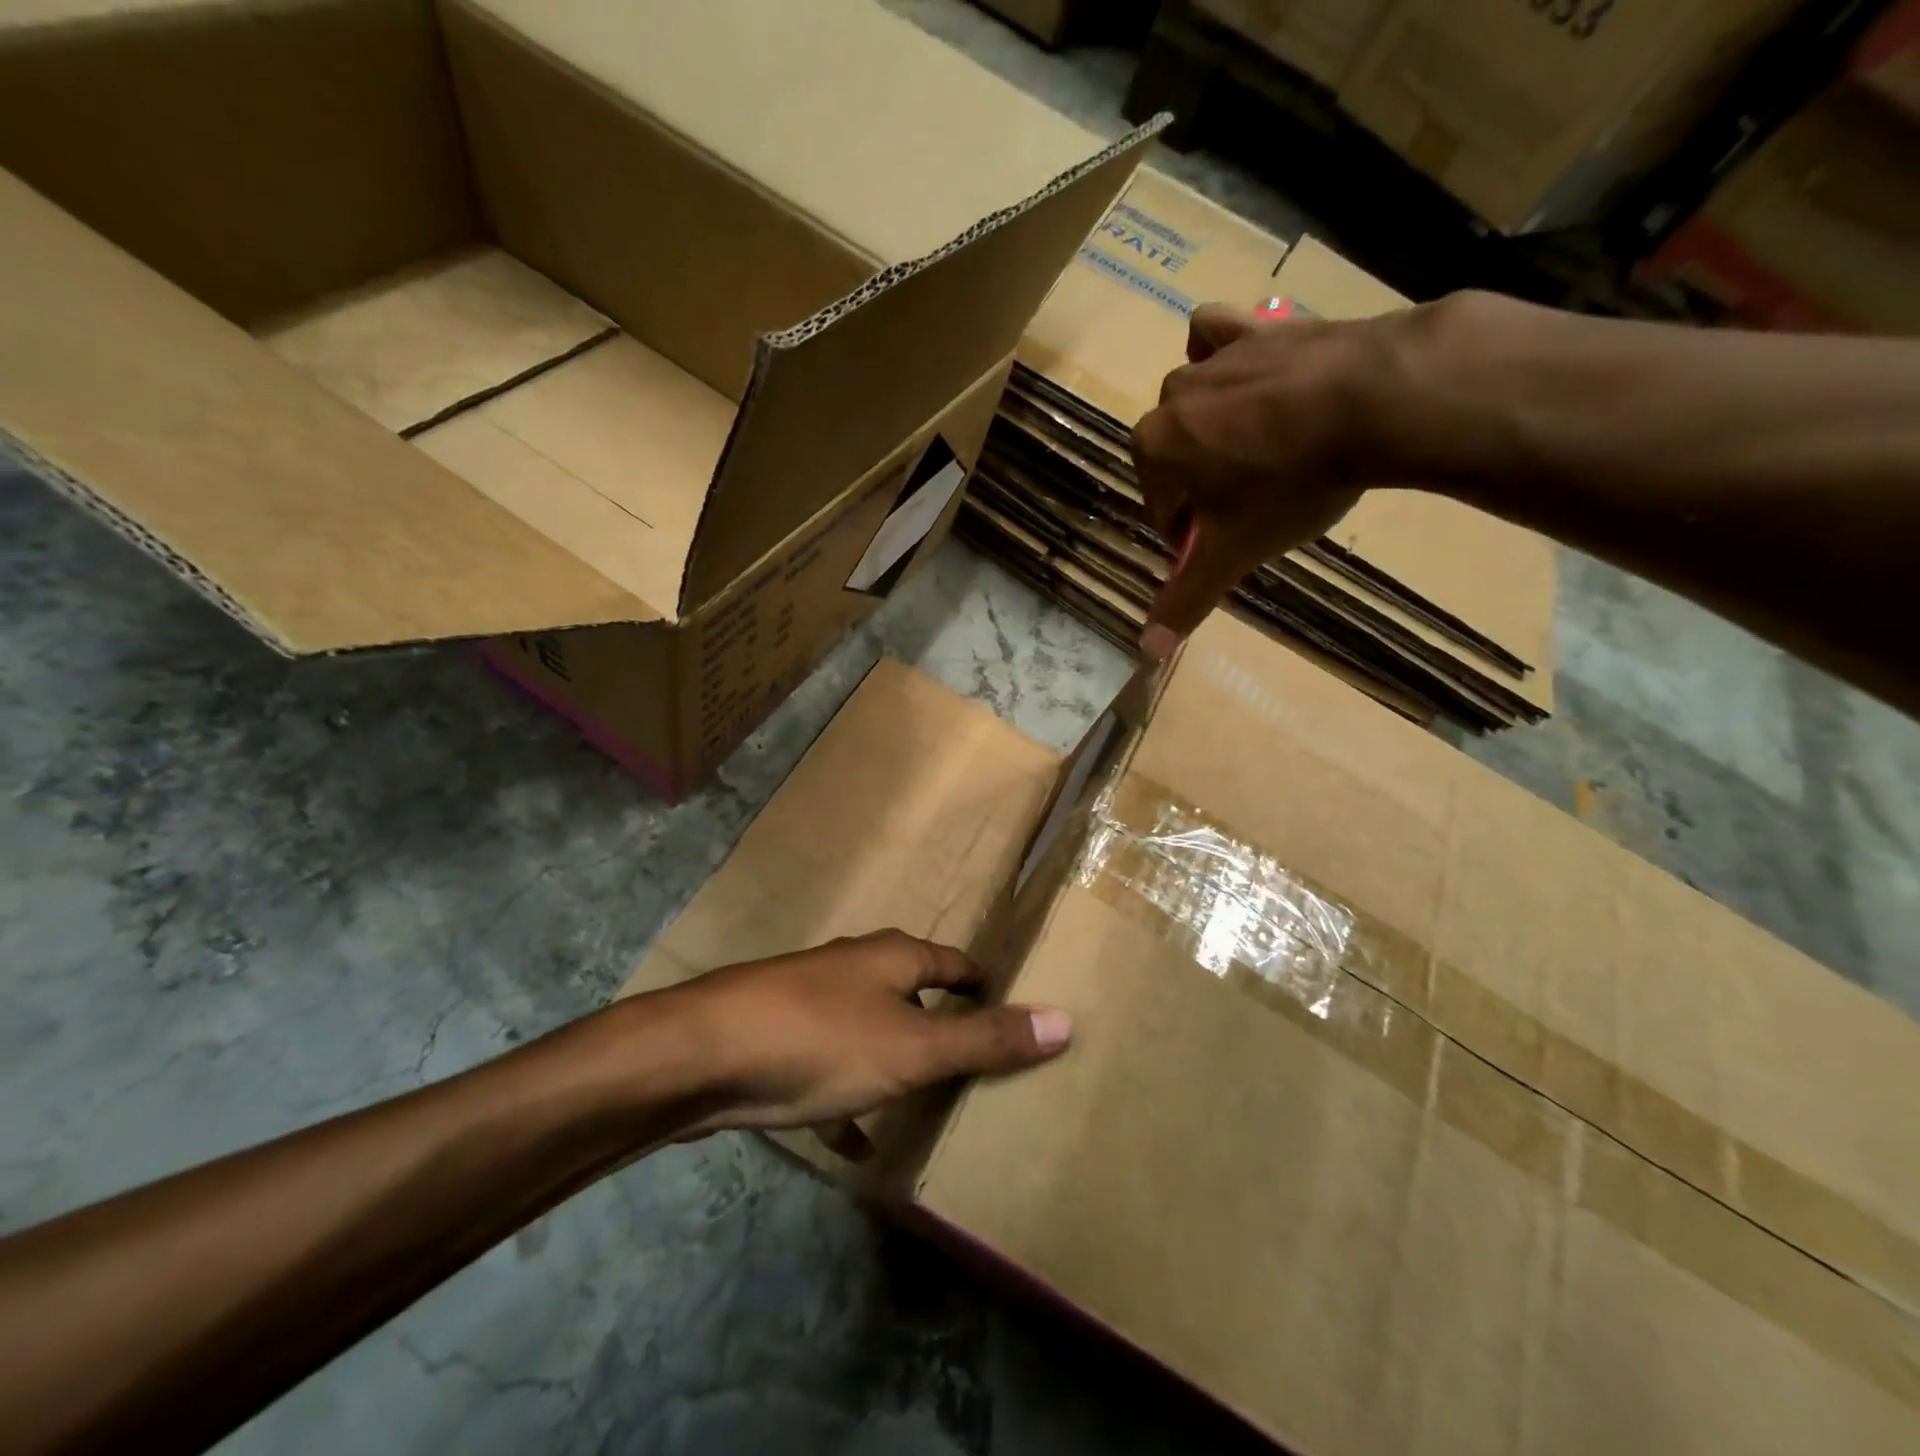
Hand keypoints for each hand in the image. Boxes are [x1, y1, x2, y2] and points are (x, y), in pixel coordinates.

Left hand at [669, 930, 1071, 1134]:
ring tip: (927, 1100)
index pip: (952, 962)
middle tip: (975, 1061)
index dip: (981, 982)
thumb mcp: (913, 1048)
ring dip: (896, 1060)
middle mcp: (854, 969)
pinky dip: (851, 1100)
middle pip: (911, 992)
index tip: (1008, 1004)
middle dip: (940, 1023)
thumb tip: (1065, 1020)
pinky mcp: (780, 1042)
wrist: (701, 1055)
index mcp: (891, 958)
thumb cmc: (820, 1039)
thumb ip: (985, 1039)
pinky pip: (831, 1069)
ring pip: (871, 1031)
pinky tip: (859, 1144)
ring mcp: (813, 1003)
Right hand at [1130, 301, 1425, 656]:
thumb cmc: (1291, 484)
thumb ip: (1187, 599)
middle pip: (1174, 458)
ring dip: (1208, 428)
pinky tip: (1243, 375)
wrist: (1377, 398)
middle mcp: (1172, 398)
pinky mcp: (1260, 327)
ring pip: (1193, 400)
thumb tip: (1146, 653)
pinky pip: (1219, 333)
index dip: (1188, 536)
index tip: (1223, 547)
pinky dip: (1222, 354)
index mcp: (1154, 449)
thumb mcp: (1235, 552)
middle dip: (1199, 487)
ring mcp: (1216, 356)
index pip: (1160, 508)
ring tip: (1252, 450)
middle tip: (1248, 508)